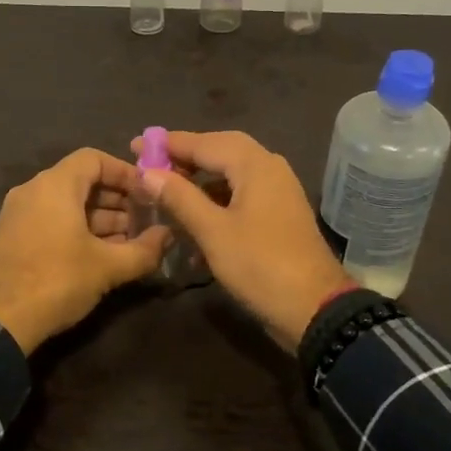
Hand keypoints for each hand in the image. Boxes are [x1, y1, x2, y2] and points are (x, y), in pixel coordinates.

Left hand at [0, 148, 170, 353]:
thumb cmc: (56, 281)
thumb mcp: (107, 267)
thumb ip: (143, 249)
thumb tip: (168, 236)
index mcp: (54, 185)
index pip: (94, 159)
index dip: (125, 172)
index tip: (148, 193)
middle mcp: (33, 191)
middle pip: (81, 181)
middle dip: (117, 200)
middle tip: (144, 222)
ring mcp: (19, 214)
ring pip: (67, 204)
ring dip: (100, 218)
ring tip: (129, 243)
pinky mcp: (12, 237)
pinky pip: (52, 221)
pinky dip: (78, 230)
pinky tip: (101, 255)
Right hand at [133, 130, 350, 349]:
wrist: (314, 308)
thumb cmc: (259, 265)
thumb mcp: (213, 231)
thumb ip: (180, 197)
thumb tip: (148, 172)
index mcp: (255, 165)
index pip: (204, 142)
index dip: (168, 144)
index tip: (136, 145)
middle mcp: (270, 168)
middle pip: (221, 152)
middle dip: (185, 158)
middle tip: (151, 165)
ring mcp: (278, 191)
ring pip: (232, 175)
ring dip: (200, 182)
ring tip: (167, 192)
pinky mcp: (279, 214)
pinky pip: (242, 195)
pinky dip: (217, 203)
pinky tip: (194, 223)